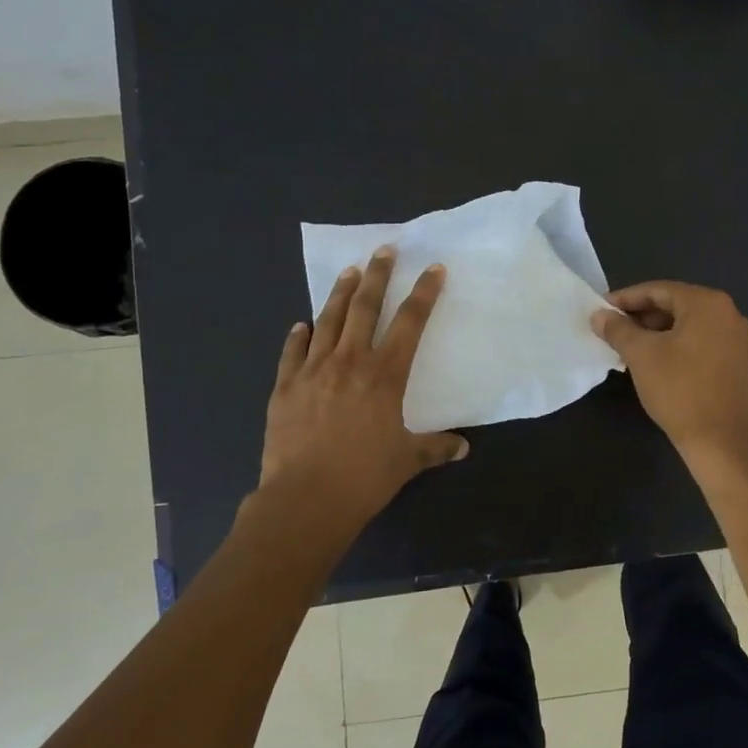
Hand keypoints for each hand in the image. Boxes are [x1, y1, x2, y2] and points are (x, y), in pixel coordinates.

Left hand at [260, 246, 467, 523]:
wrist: (306, 497)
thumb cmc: (365, 476)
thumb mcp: (407, 460)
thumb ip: (435, 447)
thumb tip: (462, 447)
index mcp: (384, 375)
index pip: (410, 323)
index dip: (424, 294)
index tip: (433, 269)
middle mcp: (350, 362)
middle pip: (365, 308)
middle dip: (377, 276)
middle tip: (384, 250)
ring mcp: (313, 370)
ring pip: (328, 320)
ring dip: (339, 294)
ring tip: (348, 271)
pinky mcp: (285, 386)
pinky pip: (292, 352)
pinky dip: (298, 336)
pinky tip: (301, 325)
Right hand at [591, 281, 747, 461]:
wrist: (721, 442)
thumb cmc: (680, 390)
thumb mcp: (641, 355)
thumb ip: (618, 329)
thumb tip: (599, 315)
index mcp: (708, 303)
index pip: (659, 290)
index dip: (626, 299)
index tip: (601, 310)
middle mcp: (730, 314)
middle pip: (676, 306)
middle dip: (641, 317)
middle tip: (612, 330)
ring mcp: (739, 340)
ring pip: (689, 327)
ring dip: (657, 333)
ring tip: (628, 348)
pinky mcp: (739, 364)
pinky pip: (701, 344)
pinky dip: (676, 347)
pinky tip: (655, 363)